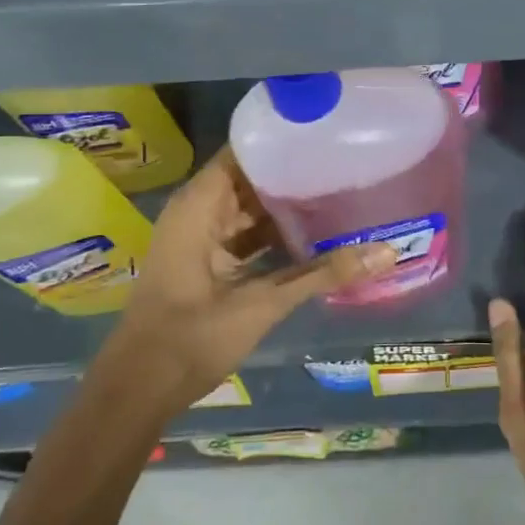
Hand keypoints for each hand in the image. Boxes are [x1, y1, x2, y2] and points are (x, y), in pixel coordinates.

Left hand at [96, 147, 394, 417]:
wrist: (137, 392)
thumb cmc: (190, 338)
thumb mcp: (262, 304)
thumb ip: (322, 274)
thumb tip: (387, 252)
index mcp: (201, 204)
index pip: (246, 149)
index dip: (284, 139)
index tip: (328, 132)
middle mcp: (200, 211)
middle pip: (253, 176)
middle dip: (295, 171)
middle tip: (348, 161)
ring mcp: (203, 237)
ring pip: (252, 207)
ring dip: (289, 204)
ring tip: (340, 189)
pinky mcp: (209, 261)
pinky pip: (248, 234)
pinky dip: (277, 233)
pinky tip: (317, 233)